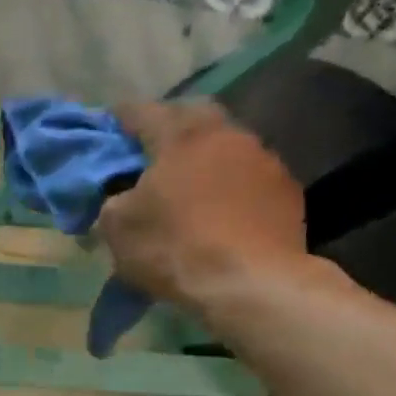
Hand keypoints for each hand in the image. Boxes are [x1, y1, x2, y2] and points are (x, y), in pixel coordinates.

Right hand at [99, 101, 310, 311]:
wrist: (253, 284)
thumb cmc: (176, 248)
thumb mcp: (118, 227)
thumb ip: (113, 199)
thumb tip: (120, 195)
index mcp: (180, 135)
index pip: (141, 111)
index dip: (120, 118)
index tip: (108, 127)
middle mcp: (225, 134)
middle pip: (192, 114)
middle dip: (169, 126)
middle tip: (151, 149)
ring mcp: (263, 158)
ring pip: (225, 142)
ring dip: (204, 154)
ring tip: (189, 181)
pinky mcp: (287, 189)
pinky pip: (249, 173)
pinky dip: (230, 181)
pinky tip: (221, 207)